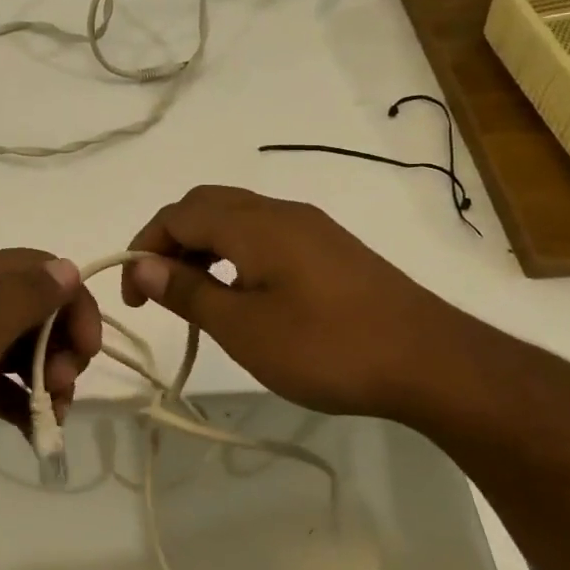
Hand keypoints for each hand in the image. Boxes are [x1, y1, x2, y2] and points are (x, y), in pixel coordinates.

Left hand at [0, 249, 102, 494]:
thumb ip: (24, 298)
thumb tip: (67, 266)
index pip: (41, 271)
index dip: (74, 304)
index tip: (89, 352)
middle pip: (32, 309)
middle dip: (60, 346)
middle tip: (65, 389)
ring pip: (15, 348)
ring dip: (44, 377)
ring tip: (53, 417)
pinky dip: (17, 401)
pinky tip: (33, 432)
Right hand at [120, 185, 494, 421]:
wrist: (434, 363)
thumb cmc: (328, 347)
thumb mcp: (243, 327)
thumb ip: (187, 291)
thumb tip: (141, 264)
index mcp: (253, 223)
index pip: (177, 215)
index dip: (143, 247)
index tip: (134, 297)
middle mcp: (279, 212)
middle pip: (205, 205)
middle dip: (170, 240)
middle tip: (158, 288)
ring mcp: (310, 227)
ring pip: (236, 217)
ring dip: (202, 246)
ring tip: (195, 294)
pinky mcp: (331, 248)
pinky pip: (264, 233)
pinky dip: (234, 252)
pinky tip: (243, 293)